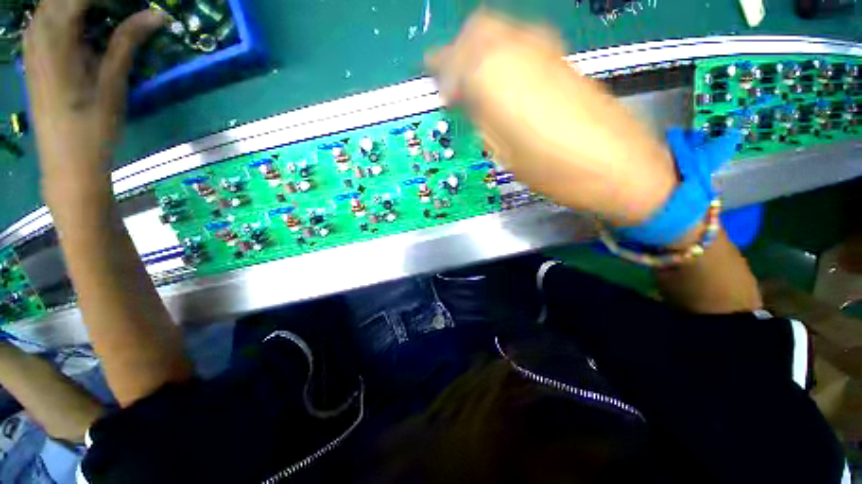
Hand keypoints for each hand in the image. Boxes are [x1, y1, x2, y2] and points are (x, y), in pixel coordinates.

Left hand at [24, 0, 165, 191]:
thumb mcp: (113, 82)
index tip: (136, 3)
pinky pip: (48, 20)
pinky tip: (86, 28)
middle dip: (93, 1)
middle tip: (123, 10)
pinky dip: (69, 15)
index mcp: (55, 36)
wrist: (67, 161)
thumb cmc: (93, 125)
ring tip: (106, 18)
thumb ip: (128, 41)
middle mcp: (38, 32)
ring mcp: (32, 44)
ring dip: (81, 7)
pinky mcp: (34, 56)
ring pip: (54, 5)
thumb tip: (156, 14)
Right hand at [426, 10, 678, 225]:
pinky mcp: (563, 60)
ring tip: (474, 79)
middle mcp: (521, 51)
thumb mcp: (504, 153)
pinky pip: (523, 41)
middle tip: (452, 77)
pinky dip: (503, 52)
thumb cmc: (553, 170)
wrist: (617, 165)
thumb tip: (466, 100)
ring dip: (480, 47)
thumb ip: (481, 118)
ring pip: (502, 28)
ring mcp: (546, 51)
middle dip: (459, 49)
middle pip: (479, 27)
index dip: (442, 72)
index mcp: (498, 79)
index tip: (438, 90)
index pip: (456, 59)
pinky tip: (503, 78)